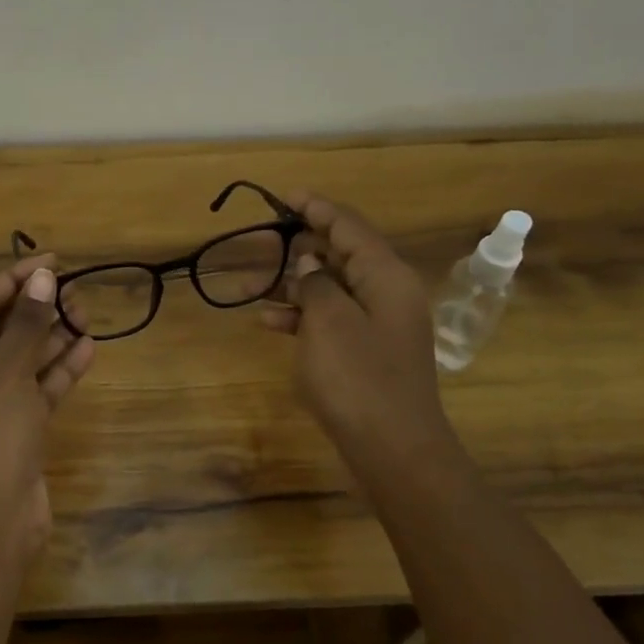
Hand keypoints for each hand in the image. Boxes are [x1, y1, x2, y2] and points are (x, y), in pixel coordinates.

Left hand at [0, 253, 95, 557]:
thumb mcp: (5, 373)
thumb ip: (27, 324)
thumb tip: (43, 277)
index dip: (11, 281)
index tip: (50, 261)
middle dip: (35, 311)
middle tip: (74, 293)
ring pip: (19, 362)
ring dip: (50, 338)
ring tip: (87, 315)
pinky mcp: (11, 432)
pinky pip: (34, 391)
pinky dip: (57, 371)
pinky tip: (88, 348)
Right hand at [261, 194, 458, 477]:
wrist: (393, 448)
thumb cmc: (359, 379)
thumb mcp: (329, 323)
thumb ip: (316, 283)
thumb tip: (311, 262)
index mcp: (386, 276)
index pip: (349, 227)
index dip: (317, 208)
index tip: (285, 196)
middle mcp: (386, 293)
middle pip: (340, 255)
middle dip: (299, 248)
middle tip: (260, 244)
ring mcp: (378, 325)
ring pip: (330, 289)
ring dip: (293, 285)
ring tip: (251, 287)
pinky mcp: (366, 352)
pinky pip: (331, 320)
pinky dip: (301, 316)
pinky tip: (268, 321)